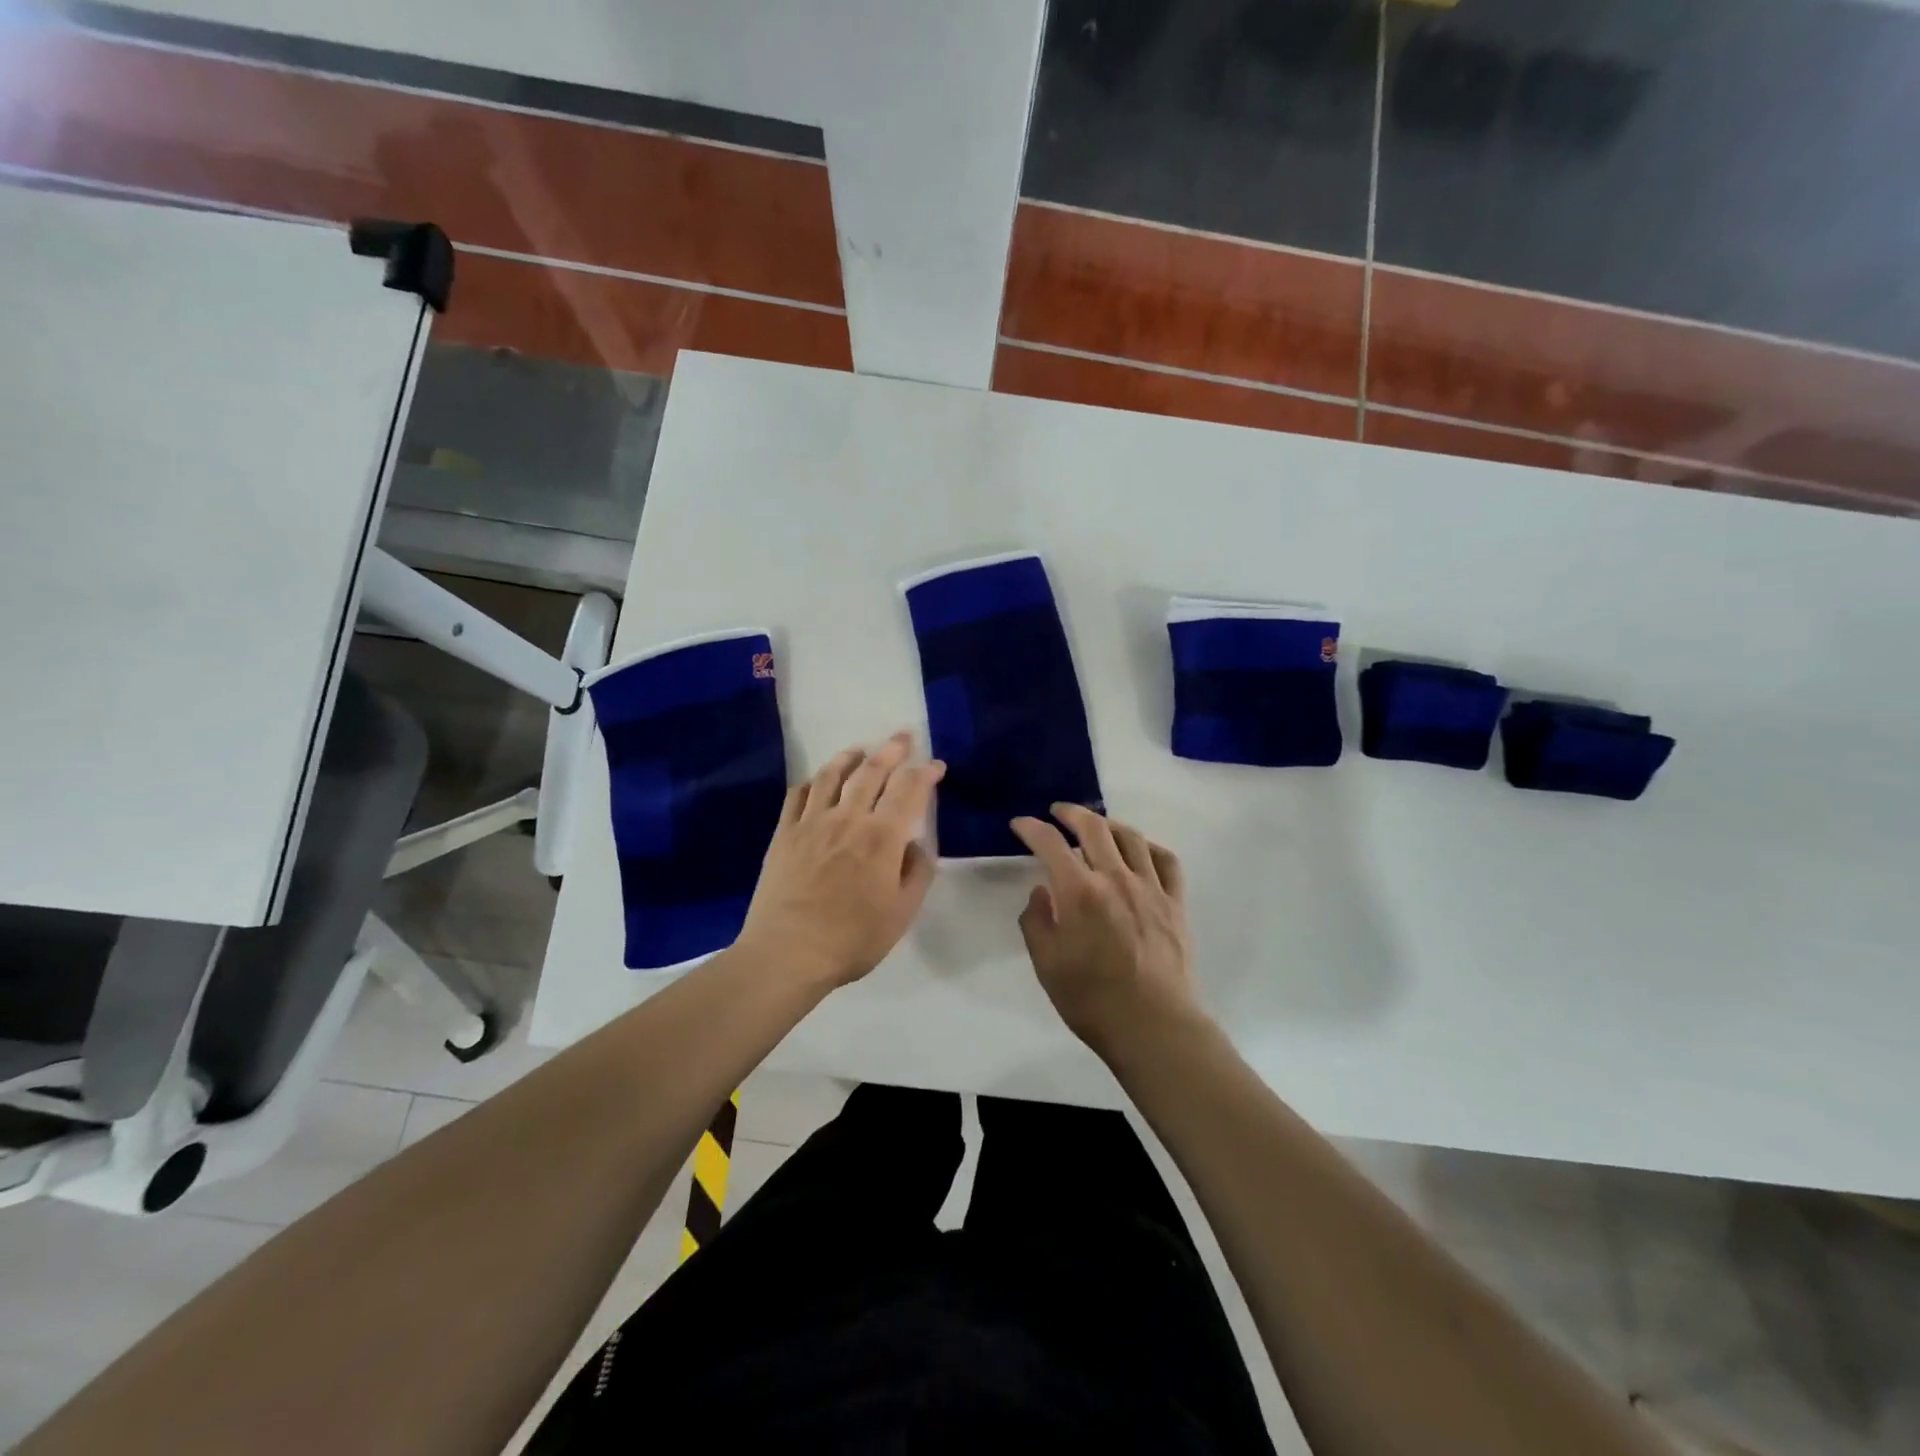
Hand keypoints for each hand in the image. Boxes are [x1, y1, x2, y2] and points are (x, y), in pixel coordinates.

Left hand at [736, 732, 944, 991]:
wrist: (787, 952)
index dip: (926, 774)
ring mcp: (812, 823)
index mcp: (882, 838)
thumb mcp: (901, 914)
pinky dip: (812, 781)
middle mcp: (848, 819)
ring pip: (833, 776)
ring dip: (850, 757)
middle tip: (903, 736)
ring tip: (860, 749)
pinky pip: (798, 795)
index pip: (909, 792)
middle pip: (872, 773)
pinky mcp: (784, 834)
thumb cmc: (852, 939)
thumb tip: (915, 844)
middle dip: (892, 750)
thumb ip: (916, 874)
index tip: (937, 765)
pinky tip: (817, 781)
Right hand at [1011, 804, 1203, 1060]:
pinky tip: (1140, 851)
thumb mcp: (1047, 965)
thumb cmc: (1092, 1000)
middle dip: (1071, 812)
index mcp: (1079, 892)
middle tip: (1058, 811)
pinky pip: (1166, 861)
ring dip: (1108, 823)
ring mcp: (1150, 888)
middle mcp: (1115, 878)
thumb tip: (1041, 892)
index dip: (1030, 828)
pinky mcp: (1175, 903)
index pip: (1049, 843)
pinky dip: (1149, 847)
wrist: (1154, 1026)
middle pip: (1093, 827)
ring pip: (1131, 837)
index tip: (1020, 824)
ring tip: (1097, 826)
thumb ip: (1037, 921)